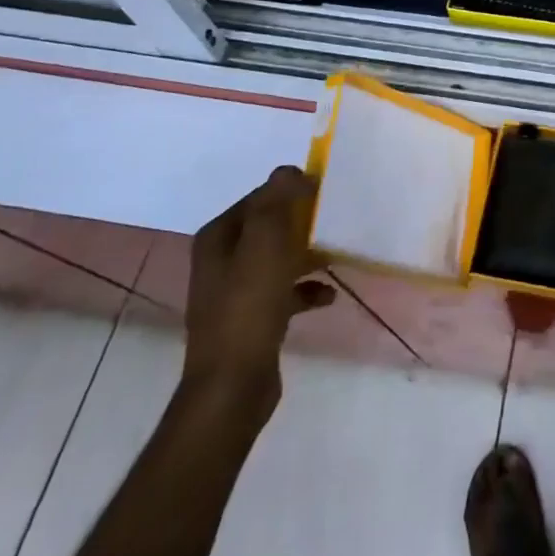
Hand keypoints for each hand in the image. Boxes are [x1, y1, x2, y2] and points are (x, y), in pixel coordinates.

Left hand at [183, 167, 334, 419]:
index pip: (258, 198)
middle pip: (268, 228)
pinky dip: (307, 290)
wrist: (232, 385)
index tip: (323, 191)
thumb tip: (290, 170)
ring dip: (306, 255)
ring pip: (277, 259)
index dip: (289, 190)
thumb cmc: (248, 307)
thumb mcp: (265, 244)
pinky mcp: (252, 321)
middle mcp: (221, 261)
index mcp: (218, 238)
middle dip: (301, 222)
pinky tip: (330, 296)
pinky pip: (284, 293)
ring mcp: (235, 293)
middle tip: (334, 219)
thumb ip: (276, 200)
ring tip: (336, 254)